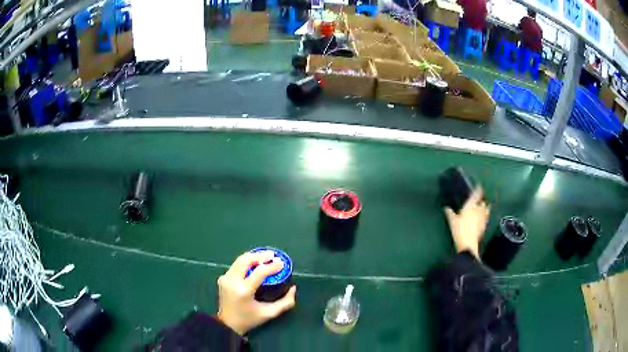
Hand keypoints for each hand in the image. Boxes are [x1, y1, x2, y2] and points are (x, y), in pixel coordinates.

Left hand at [217, 251, 296, 335]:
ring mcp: (225, 278)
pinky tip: (255, 263)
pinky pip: (236, 265)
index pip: (259, 272)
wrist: (227, 324)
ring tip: (265, 257)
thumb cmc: (249, 319)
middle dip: (260, 255)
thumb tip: (293, 288)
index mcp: (244, 291)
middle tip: (273, 255)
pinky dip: (246, 262)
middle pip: (246, 260)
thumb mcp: (270, 313)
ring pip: (240, 260)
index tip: (281, 263)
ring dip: (253, 257)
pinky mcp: (223, 278)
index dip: (272, 266)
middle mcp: (232, 281)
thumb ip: (285, 302)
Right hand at [443, 187, 489, 258]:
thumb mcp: (452, 221)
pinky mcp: (484, 224)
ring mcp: (483, 217)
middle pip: (482, 201)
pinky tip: (484, 216)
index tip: (479, 186)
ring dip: (485, 206)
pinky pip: (486, 216)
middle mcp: (478, 209)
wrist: (468, 244)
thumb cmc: (459, 230)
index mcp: (470, 206)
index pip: (476, 194)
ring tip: (483, 205)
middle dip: (481, 199)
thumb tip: (445, 207)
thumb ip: (449, 213)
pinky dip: (486, 214)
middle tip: (479, 198)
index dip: (478, 189)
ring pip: (486, 208)